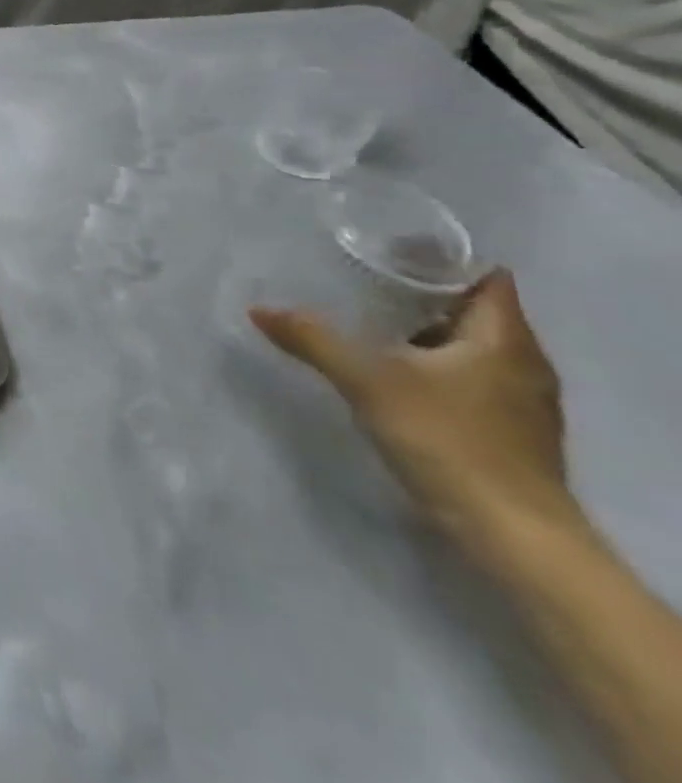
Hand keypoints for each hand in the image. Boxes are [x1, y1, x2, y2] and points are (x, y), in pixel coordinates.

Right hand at [250, 270, 574, 550]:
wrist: (511, 533)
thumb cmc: (447, 439)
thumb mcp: (367, 382)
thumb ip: (313, 340)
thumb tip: (259, 309)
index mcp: (503, 339)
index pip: (485, 278)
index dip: (443, 260)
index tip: (391, 250)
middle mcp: (524, 362)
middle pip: (477, 311)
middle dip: (426, 294)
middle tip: (366, 280)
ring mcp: (522, 400)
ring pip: (475, 347)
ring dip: (431, 333)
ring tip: (373, 322)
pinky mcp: (511, 431)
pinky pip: (473, 378)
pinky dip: (438, 366)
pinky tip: (398, 373)